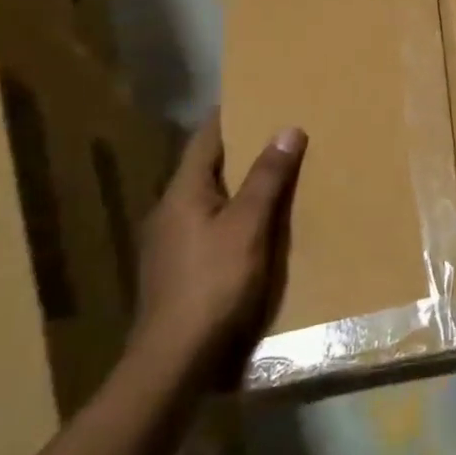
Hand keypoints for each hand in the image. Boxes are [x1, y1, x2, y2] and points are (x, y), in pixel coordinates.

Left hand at [131, 111, 306, 388]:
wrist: (174, 358)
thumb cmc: (213, 283)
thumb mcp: (248, 226)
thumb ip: (266, 178)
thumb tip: (287, 129)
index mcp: (182, 192)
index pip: (204, 139)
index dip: (228, 116)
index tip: (254, 96)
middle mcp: (168, 211)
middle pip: (205, 168)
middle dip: (238, 150)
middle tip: (275, 133)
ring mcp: (168, 243)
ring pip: (206, 199)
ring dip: (235, 184)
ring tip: (270, 176)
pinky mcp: (176, 269)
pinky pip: (207, 225)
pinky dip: (230, 213)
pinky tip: (252, 226)